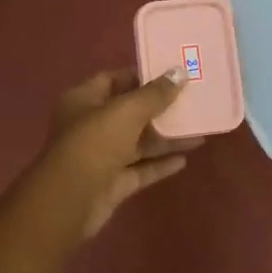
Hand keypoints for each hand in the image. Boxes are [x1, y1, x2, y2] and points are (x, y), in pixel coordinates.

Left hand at [37, 68, 202, 239]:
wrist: (71, 200)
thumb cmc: (94, 142)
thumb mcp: (127, 110)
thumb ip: (155, 93)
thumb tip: (179, 72)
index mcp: (83, 100)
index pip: (113, 79)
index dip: (141, 76)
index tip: (172, 74)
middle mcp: (90, 126)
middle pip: (129, 112)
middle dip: (160, 108)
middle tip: (193, 101)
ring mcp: (102, 156)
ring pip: (139, 142)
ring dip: (167, 137)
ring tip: (199, 131)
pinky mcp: (113, 183)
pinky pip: (141, 169)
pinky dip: (161, 164)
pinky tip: (185, 159)